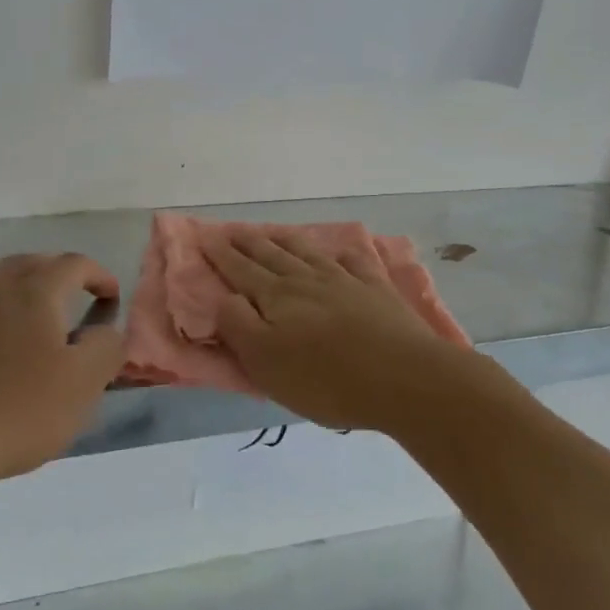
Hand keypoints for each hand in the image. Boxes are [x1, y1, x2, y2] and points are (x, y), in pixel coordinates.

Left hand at [0, 252, 124, 483]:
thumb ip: (105, 349)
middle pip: (21, 263)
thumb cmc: (15, 413)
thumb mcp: (82, 386)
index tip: (109, 294)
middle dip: (46, 268)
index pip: (72, 266)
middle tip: (59, 288)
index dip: (96, 273)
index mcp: (35, 297)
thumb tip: (107, 330)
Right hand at [204, 229, 491, 437]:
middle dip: (248, 243)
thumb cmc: (326, 379)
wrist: (403, 377)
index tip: (206, 239)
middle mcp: (307, 280)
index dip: (222, 256)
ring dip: (286, 240)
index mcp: (276, 297)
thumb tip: (225, 297)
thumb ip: (238, 326)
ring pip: (308, 253)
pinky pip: (355, 262)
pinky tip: (340, 252)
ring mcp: (345, 281)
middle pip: (272, 256)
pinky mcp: (376, 290)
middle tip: (232, 230)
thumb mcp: (265, 362)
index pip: (241, 271)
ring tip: (272, 232)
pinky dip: (342, 254)